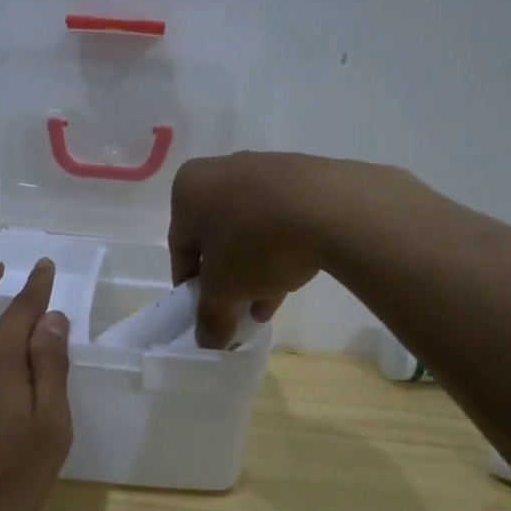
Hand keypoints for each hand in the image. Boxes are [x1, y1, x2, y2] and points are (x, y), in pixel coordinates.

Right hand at [168, 152, 341, 347]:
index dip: (191, 286)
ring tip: (268, 303)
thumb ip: (210, 316)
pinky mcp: (301, 176)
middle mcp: (220, 170)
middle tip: (239, 310)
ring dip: (254, 268)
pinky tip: (292, 278)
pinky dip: (280, 247)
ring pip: (250, 229)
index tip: (206, 313)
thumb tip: (207, 341)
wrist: (331, 207)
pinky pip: (280, 218)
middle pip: (216, 237)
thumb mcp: (224, 289)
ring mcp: (263, 169)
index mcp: (189, 188)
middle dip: (227, 278)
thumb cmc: (256, 242)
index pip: (179, 246)